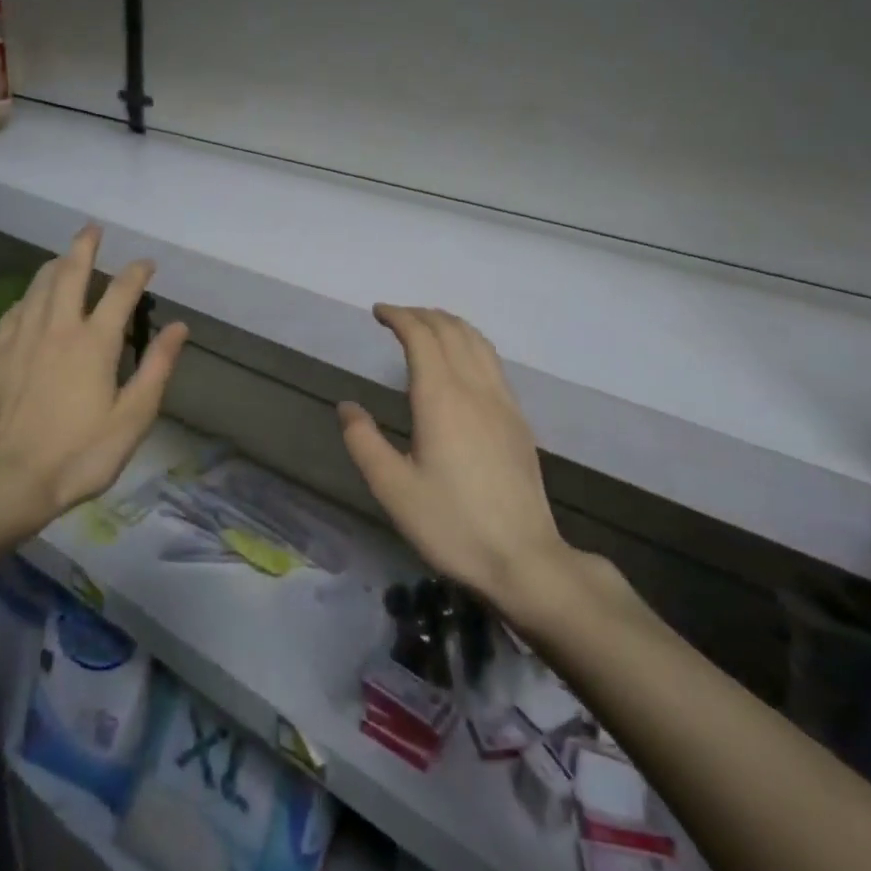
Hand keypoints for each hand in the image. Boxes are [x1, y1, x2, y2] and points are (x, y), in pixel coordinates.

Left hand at [0, 225, 188, 538]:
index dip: (137, 273)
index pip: (121, 292)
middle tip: (93, 229)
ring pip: (37, 287)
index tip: (148, 264)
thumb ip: (156, 368)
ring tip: (64, 257)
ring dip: (54, 265)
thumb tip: (179, 328)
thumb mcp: (133, 417)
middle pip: (70, 274)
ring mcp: (22, 339)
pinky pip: (14, 311)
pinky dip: (28, 296)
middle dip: (84, 247)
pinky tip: (30, 301)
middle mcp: (57, 329)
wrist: (10, 480)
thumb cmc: (81, 453)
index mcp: (94, 342)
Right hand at [338, 306, 594, 617]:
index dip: (399, 316)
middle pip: (451, 330)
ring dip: (449, 324)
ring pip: (477, 342)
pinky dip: (471, 343)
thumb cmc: (451, 524)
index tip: (378, 312)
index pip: (421, 336)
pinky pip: (492, 362)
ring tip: (427, 326)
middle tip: (396, 317)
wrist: (524, 558)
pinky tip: (462, 361)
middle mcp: (475, 388)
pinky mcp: (518, 420)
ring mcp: (503, 402)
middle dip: (422, 314)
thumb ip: (364, 442)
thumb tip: (347, 407)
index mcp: (441, 398)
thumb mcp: (393, 489)